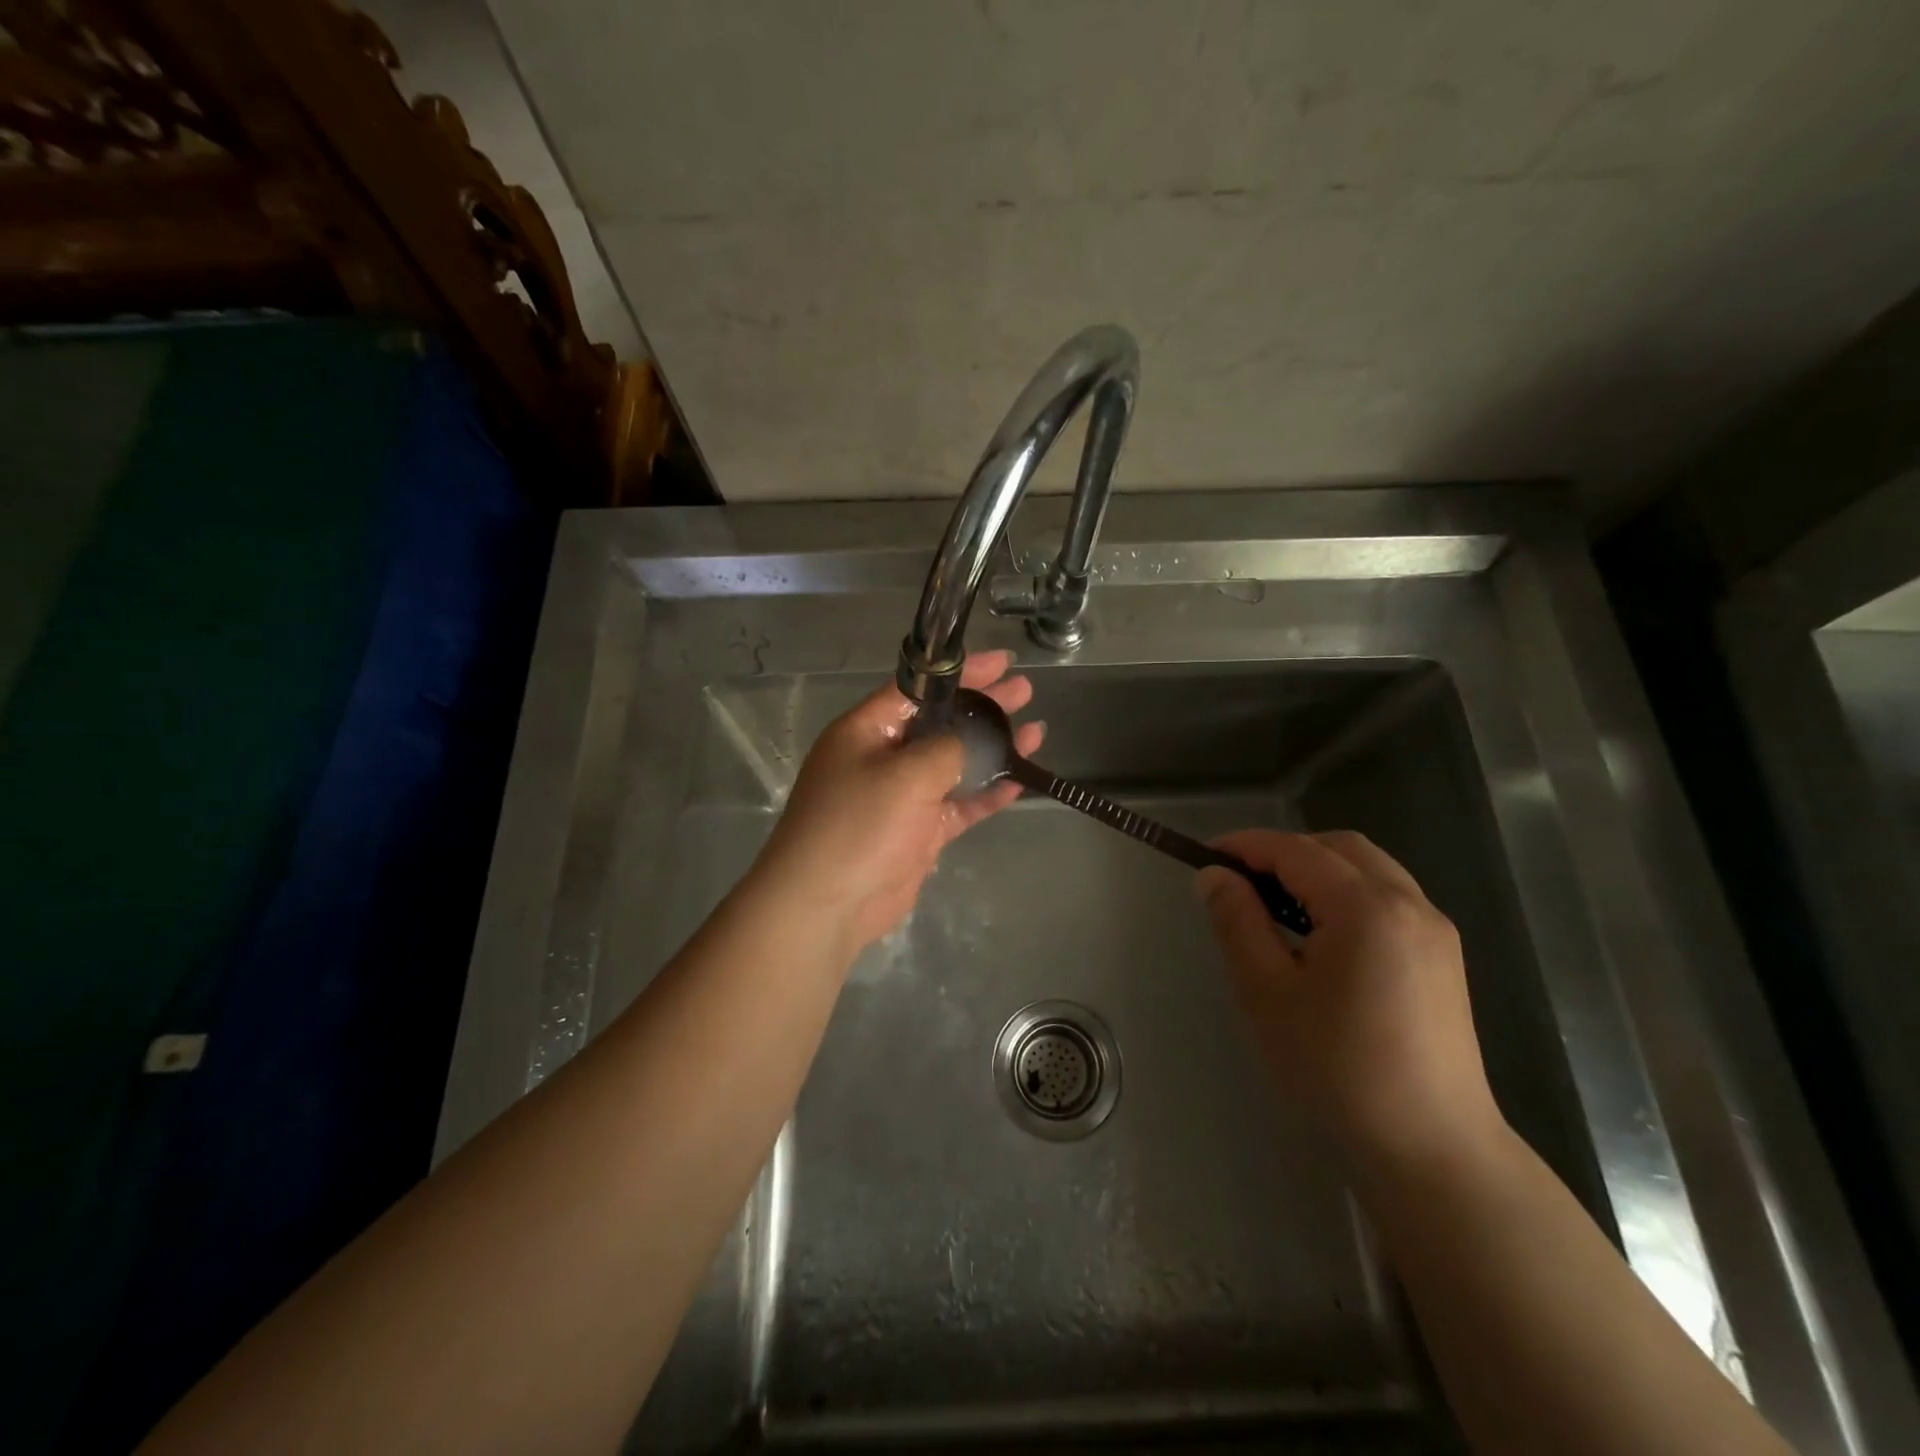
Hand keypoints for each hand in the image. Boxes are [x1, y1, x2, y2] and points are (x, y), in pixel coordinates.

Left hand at [753, 651, 1044, 952]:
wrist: (828, 903)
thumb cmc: (858, 825)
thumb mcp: (905, 774)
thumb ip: (948, 749)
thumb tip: (976, 738)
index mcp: (867, 729)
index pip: (919, 688)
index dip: (960, 672)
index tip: (1002, 662)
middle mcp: (884, 756)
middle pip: (942, 722)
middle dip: (984, 707)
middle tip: (1025, 691)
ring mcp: (903, 795)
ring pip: (956, 763)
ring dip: (994, 749)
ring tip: (1037, 731)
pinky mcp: (919, 831)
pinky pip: (960, 803)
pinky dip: (988, 792)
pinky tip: (1021, 779)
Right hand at [1194, 830, 1504, 1174]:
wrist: (1431, 1145)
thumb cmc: (1337, 1068)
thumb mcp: (1267, 992)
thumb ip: (1238, 922)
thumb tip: (1213, 875)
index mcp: (1366, 908)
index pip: (1295, 850)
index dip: (1245, 845)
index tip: (1204, 857)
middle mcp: (1409, 903)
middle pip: (1338, 847)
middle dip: (1284, 851)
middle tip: (1240, 881)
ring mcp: (1434, 928)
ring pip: (1367, 868)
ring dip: (1317, 869)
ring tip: (1276, 905)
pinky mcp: (1443, 954)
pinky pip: (1388, 896)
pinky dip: (1347, 892)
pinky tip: (1322, 933)